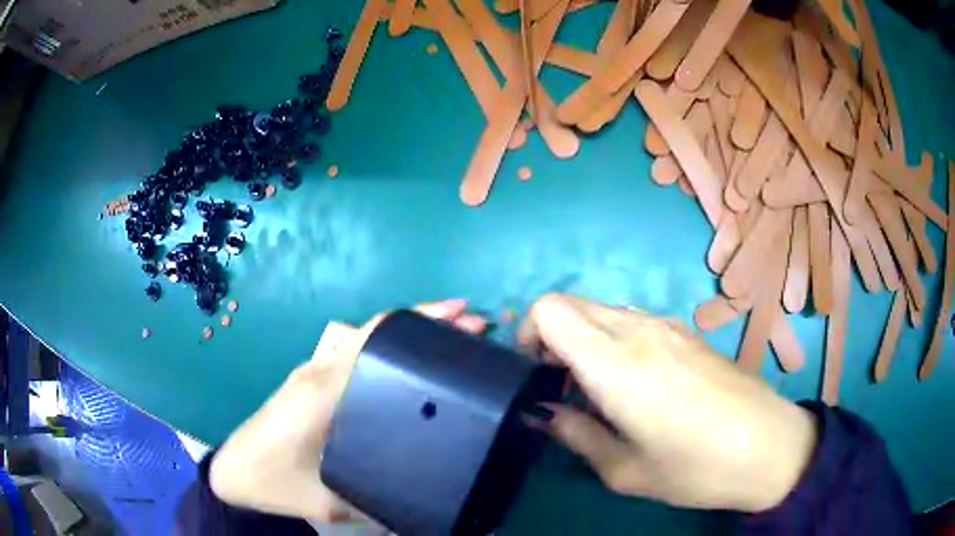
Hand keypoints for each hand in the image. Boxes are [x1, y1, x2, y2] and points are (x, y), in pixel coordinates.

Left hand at [209, 299, 487, 520]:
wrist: (235, 472)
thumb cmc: (275, 482)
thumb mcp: (329, 501)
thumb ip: (377, 505)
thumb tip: (427, 511)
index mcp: (324, 389)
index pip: (375, 339)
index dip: (420, 324)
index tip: (462, 319)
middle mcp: (321, 369)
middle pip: (377, 329)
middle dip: (426, 322)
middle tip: (474, 325)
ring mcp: (315, 371)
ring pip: (368, 336)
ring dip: (409, 332)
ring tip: (453, 337)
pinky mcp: (313, 380)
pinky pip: (356, 352)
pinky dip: (389, 347)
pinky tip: (412, 364)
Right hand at [518, 294, 815, 512]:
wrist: (770, 446)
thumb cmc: (695, 468)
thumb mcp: (624, 470)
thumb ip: (576, 435)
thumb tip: (544, 414)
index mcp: (616, 364)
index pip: (550, 309)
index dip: (529, 333)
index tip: (537, 373)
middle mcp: (639, 330)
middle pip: (573, 304)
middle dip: (553, 336)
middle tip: (563, 386)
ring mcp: (668, 326)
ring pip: (603, 310)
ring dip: (586, 338)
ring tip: (600, 389)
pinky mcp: (687, 331)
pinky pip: (634, 320)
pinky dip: (615, 340)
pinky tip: (637, 383)